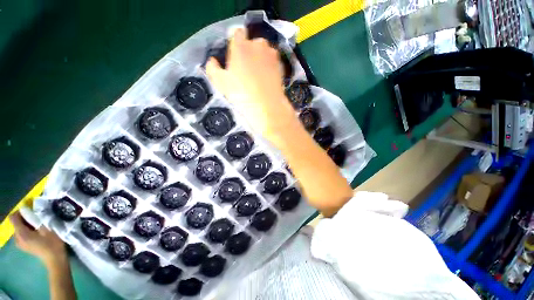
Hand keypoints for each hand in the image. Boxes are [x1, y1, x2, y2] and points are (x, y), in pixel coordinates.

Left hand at [10, 211, 66, 267]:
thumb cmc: (52, 243)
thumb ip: (37, 220)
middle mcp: (17, 238)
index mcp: (21, 234)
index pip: (13, 218)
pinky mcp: (23, 245)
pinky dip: (27, 231)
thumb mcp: (47, 229)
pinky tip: (36, 233)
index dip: (20, 212)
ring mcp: (20, 243)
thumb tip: (31, 211)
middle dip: (24, 219)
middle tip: (36, 219)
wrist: (55, 259)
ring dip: (26, 225)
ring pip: (19, 229)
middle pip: (16, 223)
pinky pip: (21, 234)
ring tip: (37, 226)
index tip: (31, 211)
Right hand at [206, 28, 296, 143]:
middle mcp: (258, 45)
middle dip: (249, 51)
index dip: (235, 42)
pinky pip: (273, 60)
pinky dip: (270, 65)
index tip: (234, 54)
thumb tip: (212, 61)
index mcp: (240, 46)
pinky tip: (267, 78)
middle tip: (247, 68)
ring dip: (261, 57)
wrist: (266, 107)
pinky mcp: (280, 65)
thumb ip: (213, 69)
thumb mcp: (221, 83)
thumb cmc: (242, 95)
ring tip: (258, 74)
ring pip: (264, 51)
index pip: (237, 33)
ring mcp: (271, 54)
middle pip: (252, 42)